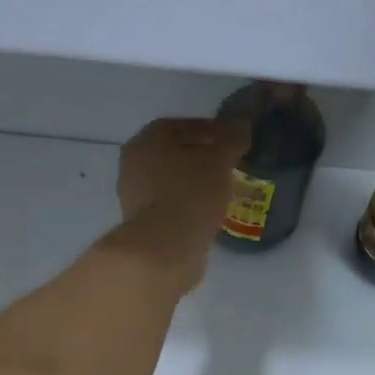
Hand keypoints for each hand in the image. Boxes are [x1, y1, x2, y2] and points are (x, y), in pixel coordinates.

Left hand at [111, 117, 250, 293]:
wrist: (164, 249)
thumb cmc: (189, 194)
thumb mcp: (219, 161)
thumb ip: (232, 139)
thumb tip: (241, 125)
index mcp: (146, 140)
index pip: (180, 126)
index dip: (208, 129)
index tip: (231, 139)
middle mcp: (133, 164)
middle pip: (172, 153)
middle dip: (200, 156)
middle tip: (228, 163)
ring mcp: (134, 196)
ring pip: (170, 180)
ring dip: (194, 181)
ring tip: (222, 188)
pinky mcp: (142, 224)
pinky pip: (169, 205)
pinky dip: (188, 204)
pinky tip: (209, 210)